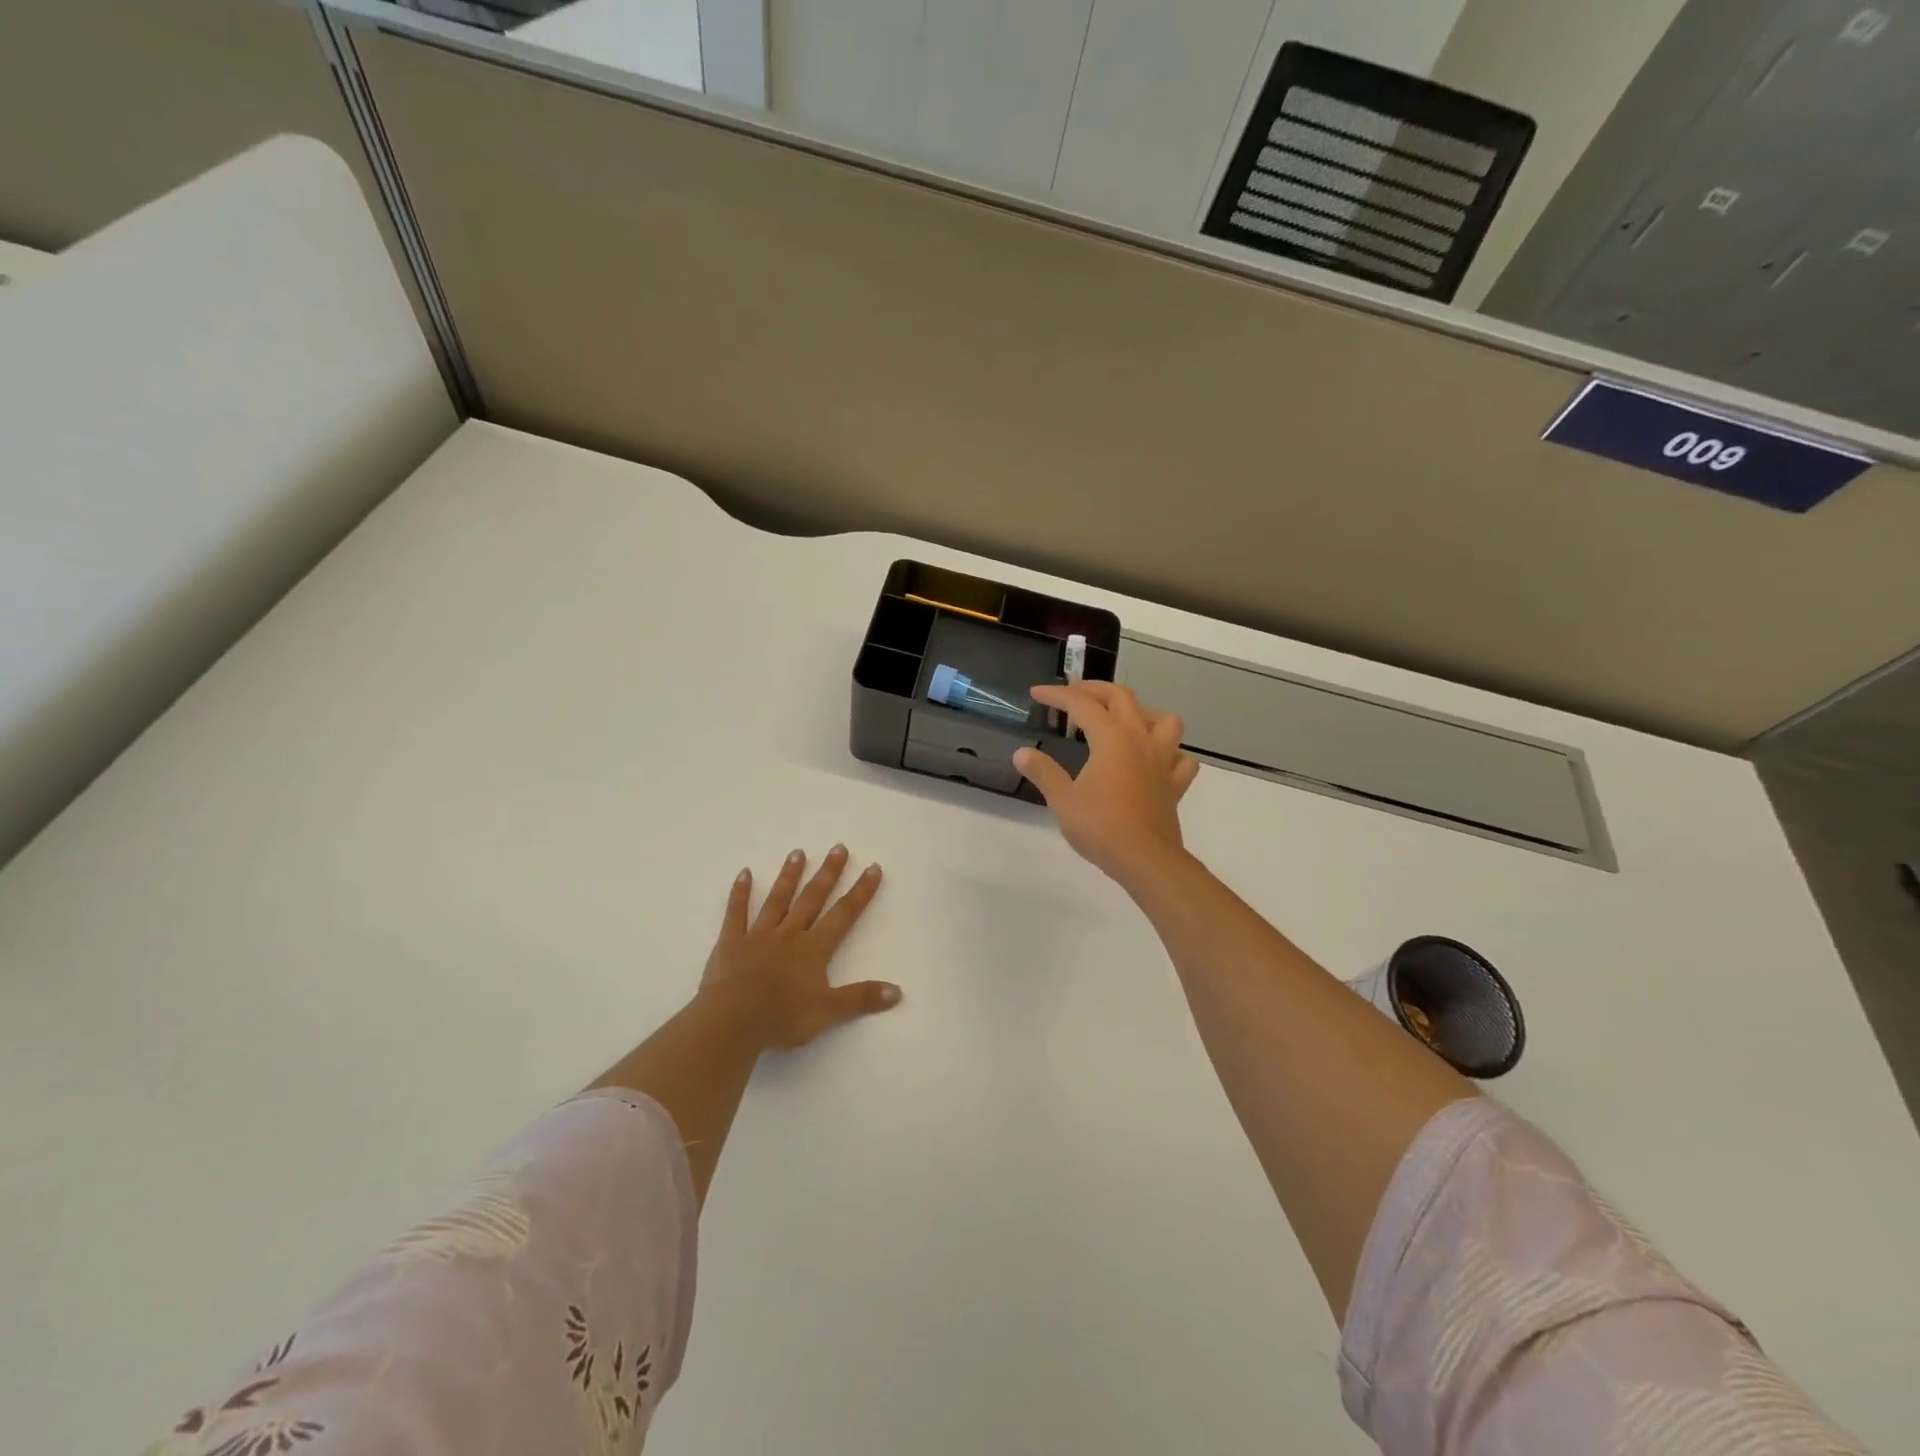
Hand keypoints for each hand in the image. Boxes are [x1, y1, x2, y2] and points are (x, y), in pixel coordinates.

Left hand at [697, 846, 899, 1049]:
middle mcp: (789, 934)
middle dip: (828, 873)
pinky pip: (736, 913)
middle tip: (838, 847)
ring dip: (789, 875)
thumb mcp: (828, 1011)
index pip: (844, 914)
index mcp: (814, 948)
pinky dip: (740, 893)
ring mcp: (758, 935)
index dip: (861, 891)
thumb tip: (897, 992)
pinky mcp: (731, 942)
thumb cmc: (782, 1017)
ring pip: (777, 899)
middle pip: (812, 898)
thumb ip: (861, 998)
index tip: (873, 868)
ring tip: (798, 852)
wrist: (733, 1020)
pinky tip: (744, 873)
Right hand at [1013, 682, 1199, 888]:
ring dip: (1143, 713)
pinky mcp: (1176, 784)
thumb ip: (1043, 772)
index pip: (1081, 704)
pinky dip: (1170, 752)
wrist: (1144, 859)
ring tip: (1124, 722)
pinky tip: (1156, 760)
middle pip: (1122, 697)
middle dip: (1095, 689)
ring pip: (1164, 720)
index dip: (1057, 695)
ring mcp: (1163, 760)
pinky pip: (1181, 758)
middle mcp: (1140, 739)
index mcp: (1111, 738)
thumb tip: (1022, 754)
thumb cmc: (1100, 827)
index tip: (1037, 693)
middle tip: (1074, 694)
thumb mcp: (1062, 800)